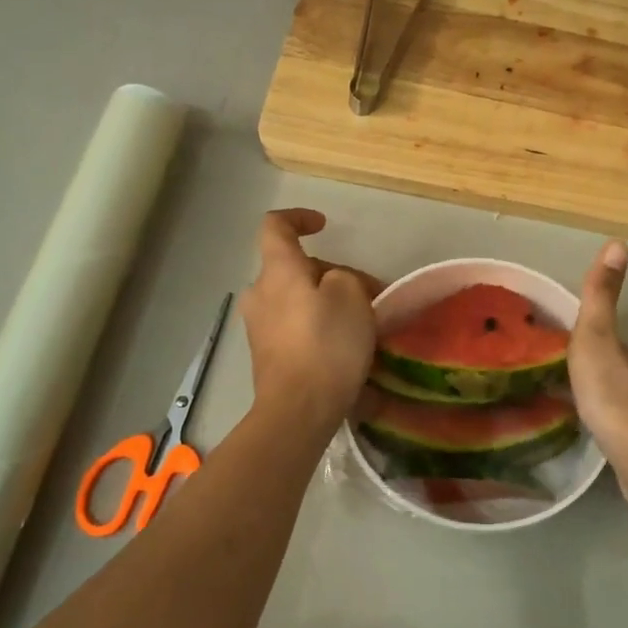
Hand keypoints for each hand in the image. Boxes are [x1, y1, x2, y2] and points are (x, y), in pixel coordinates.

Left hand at [242, 209, 380, 429]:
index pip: (276, 226)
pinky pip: (293, 326)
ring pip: (295, 299)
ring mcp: (259, 327)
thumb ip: (345, 277)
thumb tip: (336, 285)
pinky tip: (342, 347)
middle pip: (293, 268)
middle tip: (368, 294)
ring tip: (360, 323)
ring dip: (325, 302)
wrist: (298, 410)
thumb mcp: (351, 295)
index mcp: (278, 271)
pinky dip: (316, 326)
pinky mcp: (266, 355)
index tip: (324, 225)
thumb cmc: (326, 344)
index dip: (299, 217)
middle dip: (330, 273)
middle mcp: (260, 293)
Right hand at [569, 240, 627, 495]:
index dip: (579, 330)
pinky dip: (592, 421)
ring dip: (586, 393)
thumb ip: (602, 297)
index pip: (602, 334)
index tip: (547, 333)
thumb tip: (620, 241)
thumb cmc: (614, 395)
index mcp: (623, 354)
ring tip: (551, 396)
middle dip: (580, 363)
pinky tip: (577, 430)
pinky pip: (607, 427)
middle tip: (539, 366)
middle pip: (606, 366)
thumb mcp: (597, 338)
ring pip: (607, 397)